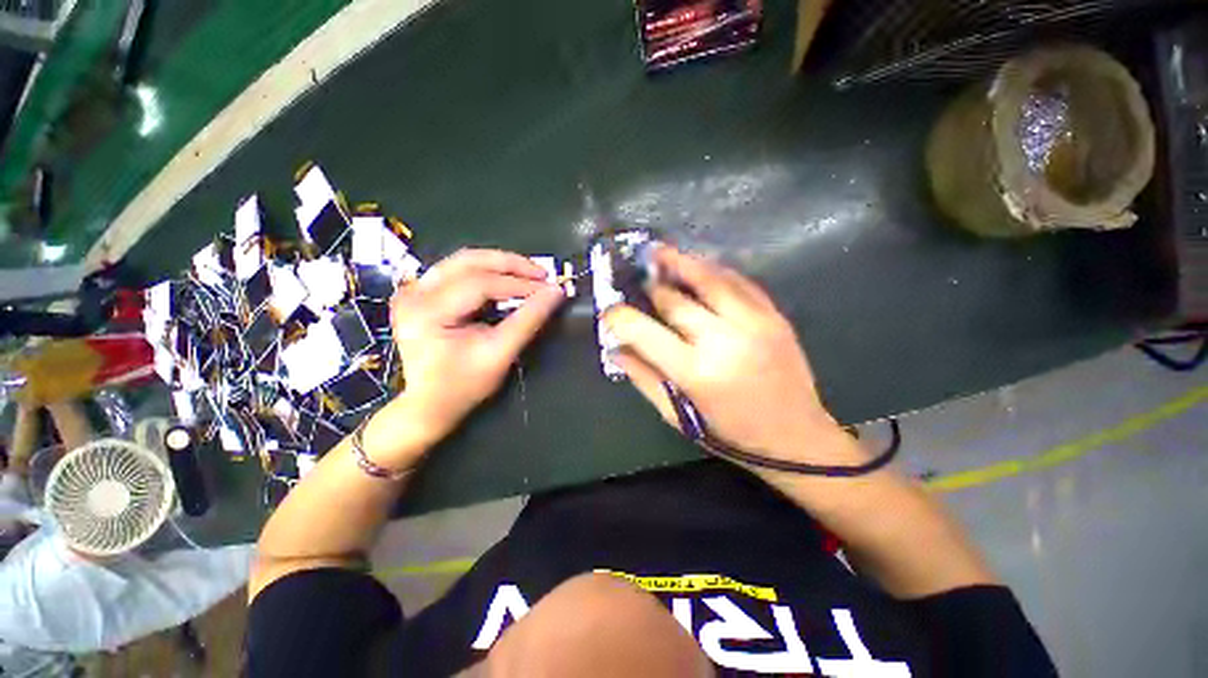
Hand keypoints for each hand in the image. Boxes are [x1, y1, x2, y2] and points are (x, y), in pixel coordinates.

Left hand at [386, 249, 563, 448]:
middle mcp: (414, 294)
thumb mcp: (500, 354)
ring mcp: (413, 291)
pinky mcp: (420, 293)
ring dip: (499, 264)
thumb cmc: (465, 385)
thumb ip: (528, 320)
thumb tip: (555, 292)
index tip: (548, 288)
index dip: (518, 284)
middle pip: (468, 261)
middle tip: (541, 273)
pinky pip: (457, 270)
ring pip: (463, 261)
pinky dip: (486, 272)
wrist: (431, 403)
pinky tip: (507, 279)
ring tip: (529, 274)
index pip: (480, 284)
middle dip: (510, 264)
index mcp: (427, 312)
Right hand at [602, 246, 859, 465]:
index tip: (609, 310)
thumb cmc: (730, 432)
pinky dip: (714, 269)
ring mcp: (754, 322)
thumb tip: (615, 348)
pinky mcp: (774, 316)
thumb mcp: (678, 415)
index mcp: (696, 371)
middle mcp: (724, 339)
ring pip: (709, 278)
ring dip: (680, 262)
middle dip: (650, 286)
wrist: (795, 435)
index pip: (645, 332)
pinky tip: (698, 264)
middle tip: (635, 276)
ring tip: (660, 251)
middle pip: (675, 299)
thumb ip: (644, 378)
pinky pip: (739, 281)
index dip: (620, 317)